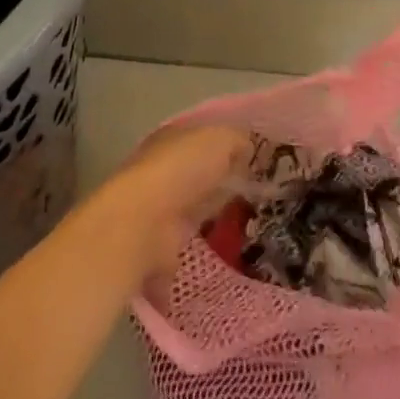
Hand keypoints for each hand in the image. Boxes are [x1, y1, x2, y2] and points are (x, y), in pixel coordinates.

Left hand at [85, 125, 251, 282]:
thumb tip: (246, 149)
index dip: (226, 148)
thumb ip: (236, 140)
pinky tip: (224, 259)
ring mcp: (156, 210)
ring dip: (208, 220)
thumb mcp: (219, 139)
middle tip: (257, 197)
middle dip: (219, 185)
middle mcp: (160, 171)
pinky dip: (198, 254)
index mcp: (172, 139)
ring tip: (245, 230)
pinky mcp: (156, 248)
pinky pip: (184, 248)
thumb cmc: (181, 170)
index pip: (201, 139)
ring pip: (189, 211)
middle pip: (196, 176)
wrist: (142, 224)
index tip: (254, 163)